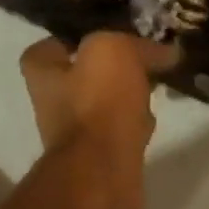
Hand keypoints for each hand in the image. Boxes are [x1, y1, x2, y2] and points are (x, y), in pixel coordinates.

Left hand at [19, 33, 174, 208]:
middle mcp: (51, 103)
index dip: (72, 39)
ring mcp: (74, 134)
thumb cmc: (98, 104)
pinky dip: (134, 125)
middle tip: (143, 58)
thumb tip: (165, 51)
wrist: (102, 173)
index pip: (48, 48)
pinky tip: (153, 121)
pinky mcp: (98, 158)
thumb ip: (136, 44)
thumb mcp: (113, 51)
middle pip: (80, 76)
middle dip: (110, 69)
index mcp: (43, 74)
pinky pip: (118, 132)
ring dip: (126, 97)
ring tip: (155, 86)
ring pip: (102, 105)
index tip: (106, 36)